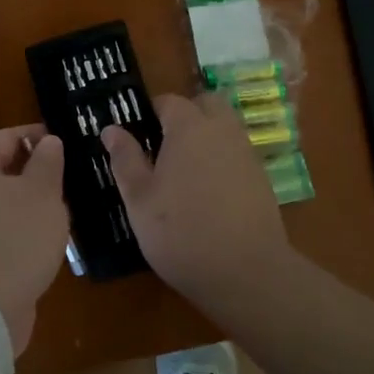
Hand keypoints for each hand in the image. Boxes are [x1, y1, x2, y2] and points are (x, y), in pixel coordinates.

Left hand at [0, 125, 67, 351]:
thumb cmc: (14, 240)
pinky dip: (15, 228)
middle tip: (65, 176)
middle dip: (31, 170)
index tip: (63, 140)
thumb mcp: (42, 193)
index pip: (4, 137)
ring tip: (59, 208)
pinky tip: (39, 240)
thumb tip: (47, 142)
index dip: (35, 135)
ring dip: (24, 202)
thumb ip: (47, 162)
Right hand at [102, 92, 295, 305]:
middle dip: (185, 115)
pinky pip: (236, 154)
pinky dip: (221, 161)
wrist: (246, 273)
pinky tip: (207, 194)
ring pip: (224, 128)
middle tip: (162, 146)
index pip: (168, 101)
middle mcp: (222, 131)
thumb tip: (111, 129)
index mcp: (189, 128)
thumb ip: (125, 159)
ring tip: (182, 172)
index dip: (149, 113)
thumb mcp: (139, 198)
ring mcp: (246, 154)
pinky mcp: (261, 179)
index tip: (135, 136)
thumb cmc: (181, 232)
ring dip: (204, 137)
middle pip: (205, 105)